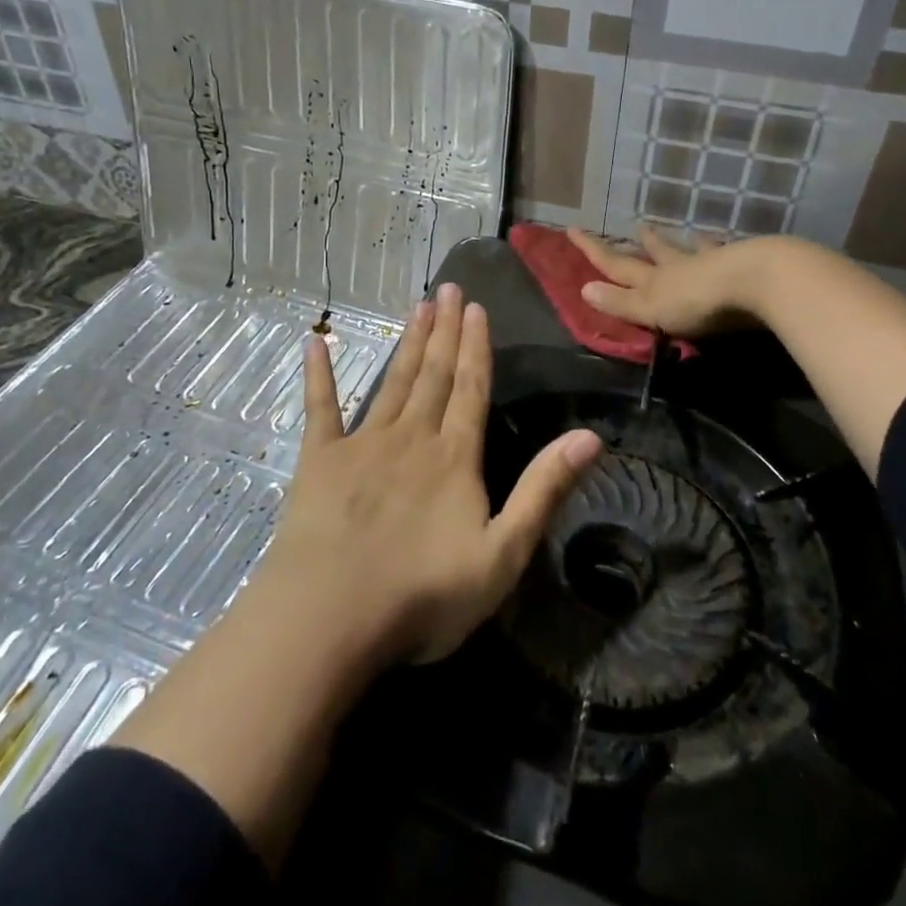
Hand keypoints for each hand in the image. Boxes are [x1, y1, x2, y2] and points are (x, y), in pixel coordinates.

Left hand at [258, 281, 602, 666]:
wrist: (332, 617)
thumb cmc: (424, 594)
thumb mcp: (503, 553)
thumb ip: (544, 490)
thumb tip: (590, 436)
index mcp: (455, 457)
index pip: (471, 389)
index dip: (476, 348)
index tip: (476, 308)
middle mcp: (412, 437)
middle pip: (434, 374)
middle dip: (444, 330)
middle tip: (449, 288)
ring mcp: (363, 444)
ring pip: (393, 382)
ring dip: (407, 343)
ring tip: (418, 305)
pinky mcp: (319, 460)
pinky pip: (320, 408)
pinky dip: (319, 374)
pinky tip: (315, 342)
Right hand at [566, 224, 769, 336]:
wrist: (756, 281)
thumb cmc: (698, 301)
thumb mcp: (652, 308)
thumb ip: (621, 302)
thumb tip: (583, 288)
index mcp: (654, 280)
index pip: (616, 264)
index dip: (593, 249)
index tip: (572, 229)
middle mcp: (679, 266)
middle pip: (657, 253)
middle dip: (645, 243)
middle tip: (639, 227)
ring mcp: (712, 263)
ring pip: (693, 250)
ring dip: (685, 243)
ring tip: (687, 233)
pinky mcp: (743, 266)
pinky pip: (727, 253)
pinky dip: (722, 248)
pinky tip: (728, 244)